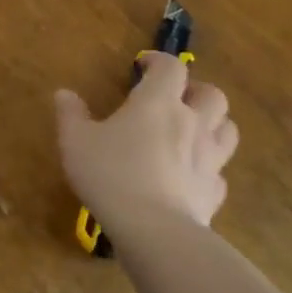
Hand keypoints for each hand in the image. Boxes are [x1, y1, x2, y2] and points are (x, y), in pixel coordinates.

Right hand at [55, 54, 237, 233]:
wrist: (154, 231)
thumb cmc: (111, 174)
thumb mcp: (76, 141)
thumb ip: (71, 115)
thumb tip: (64, 93)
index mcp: (158, 103)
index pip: (171, 67)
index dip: (159, 61)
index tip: (143, 65)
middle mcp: (191, 124)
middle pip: (213, 95)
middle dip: (196, 90)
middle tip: (175, 98)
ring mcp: (209, 160)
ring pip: (227, 130)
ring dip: (214, 124)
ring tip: (192, 131)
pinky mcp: (214, 193)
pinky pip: (219, 174)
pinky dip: (208, 169)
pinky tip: (190, 177)